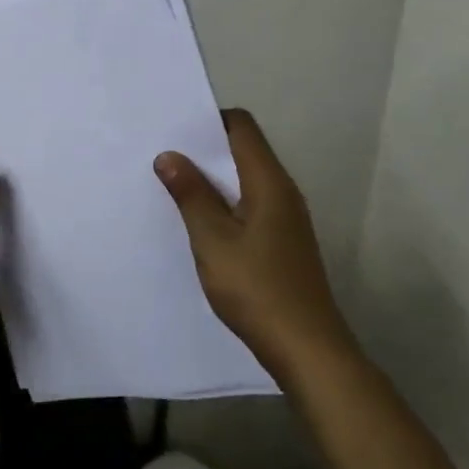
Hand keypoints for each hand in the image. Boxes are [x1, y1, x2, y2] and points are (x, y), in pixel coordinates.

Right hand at [154, 110, 353, 378]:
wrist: (306, 347)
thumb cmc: (256, 288)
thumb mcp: (213, 240)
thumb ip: (191, 195)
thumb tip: (169, 155)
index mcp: (269, 182)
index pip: (242, 127)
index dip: (209, 120)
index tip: (173, 130)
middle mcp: (283, 192)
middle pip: (244, 151)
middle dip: (205, 150)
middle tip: (162, 157)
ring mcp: (286, 219)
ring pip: (245, 181)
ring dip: (212, 180)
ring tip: (173, 187)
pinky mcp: (283, 242)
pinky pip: (250, 206)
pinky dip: (224, 204)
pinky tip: (200, 224)